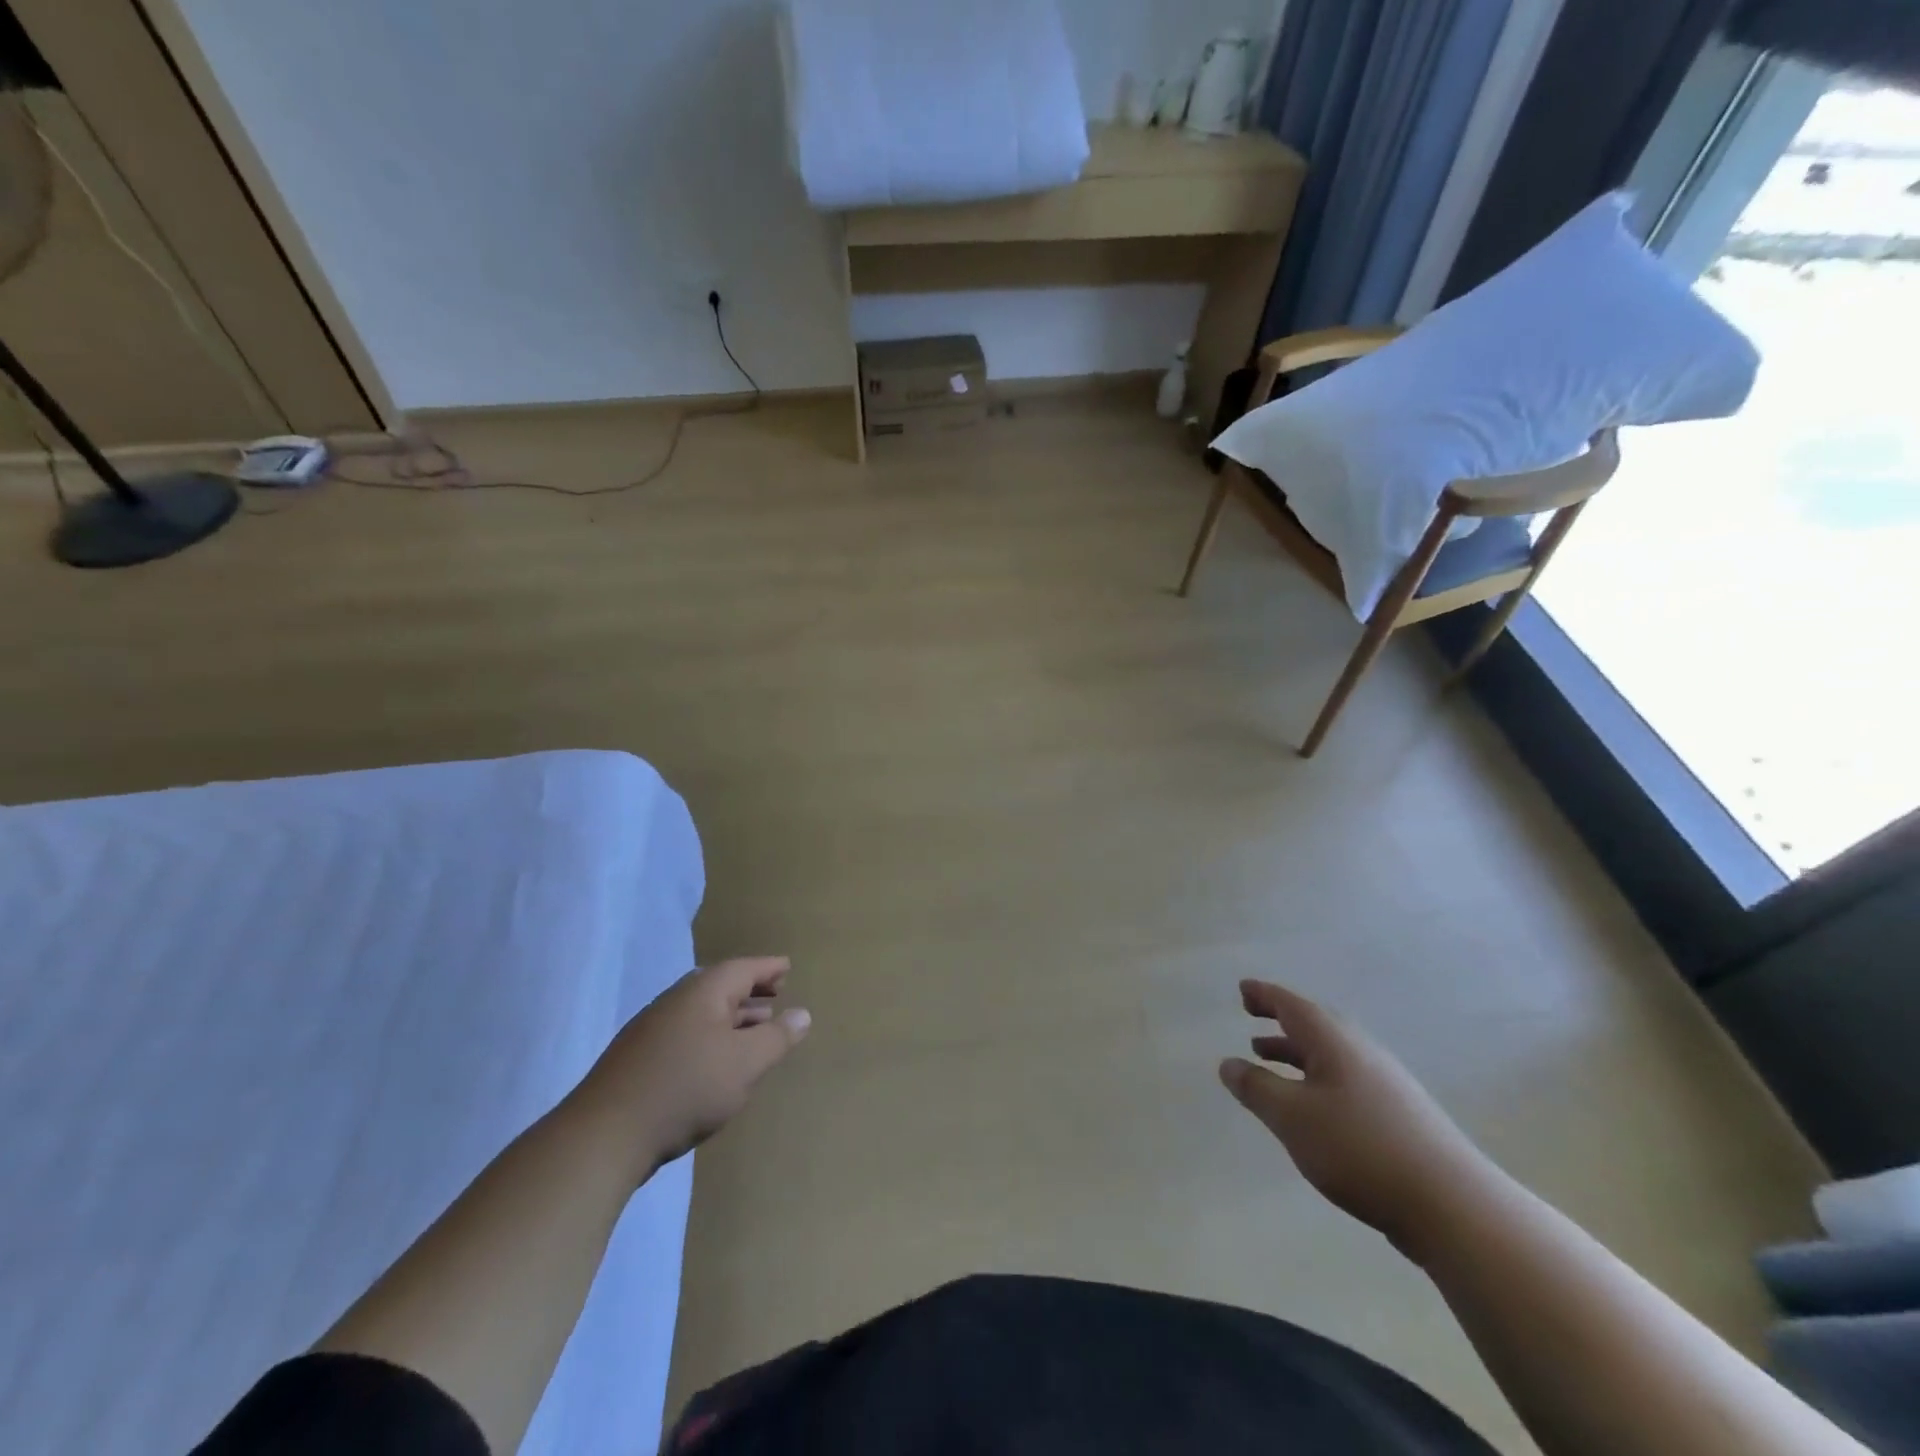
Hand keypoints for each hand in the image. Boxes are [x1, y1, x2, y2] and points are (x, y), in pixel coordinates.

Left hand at [577, 957, 809, 1179]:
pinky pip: (686, 1032)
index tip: (787, 966)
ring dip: (731, 1015)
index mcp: (703, 992)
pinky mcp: (637, 1059)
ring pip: (701, 1011)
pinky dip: (710, 1035)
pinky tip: (716, 1059)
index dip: (768, 968)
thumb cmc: (687, 1088)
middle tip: (775, 993)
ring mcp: (652, 1029)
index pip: (743, 968)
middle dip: (750, 989)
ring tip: (755, 1026)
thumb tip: (802, 1013)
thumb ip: (777, 1037)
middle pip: (719, 986)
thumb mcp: (745, 1063)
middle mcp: (676, 1001)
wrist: (605, 1135)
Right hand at [1219, 980, 1500, 1260]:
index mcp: (1334, 1041)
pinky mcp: (1400, 1114)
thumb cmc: (1359, 1148)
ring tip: (1268, 1058)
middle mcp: (1361, 1051)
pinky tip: (1312, 1105)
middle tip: (1252, 1017)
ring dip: (1296, 1051)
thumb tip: (1227, 1063)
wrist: (1452, 1205)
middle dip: (1281, 1020)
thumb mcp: (1292, 1117)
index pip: (1291, 1005)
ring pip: (1331, 1053)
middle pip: (1315, 1024)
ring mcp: (1385, 1082)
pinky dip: (1317, 1076)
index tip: (1243, 989)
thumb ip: (1256, 1087)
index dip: (1264, 995)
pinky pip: (1345, 1077)